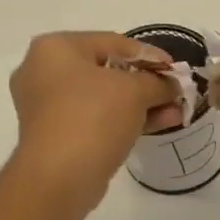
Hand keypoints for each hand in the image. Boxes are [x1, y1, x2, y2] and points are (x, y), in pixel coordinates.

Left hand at [8, 33, 178, 206]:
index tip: (176, 69)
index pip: (113, 42)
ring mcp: (46, 105)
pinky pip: (95, 118)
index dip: (150, 54)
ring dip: (141, 104)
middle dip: (147, 83)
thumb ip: (158, 82)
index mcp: (55, 48)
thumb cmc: (93, 117)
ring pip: (104, 98)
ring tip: (175, 112)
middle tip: (174, 92)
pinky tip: (158, 125)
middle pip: (107, 70)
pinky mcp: (55, 134)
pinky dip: (124, 120)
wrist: (59, 177)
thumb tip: (172, 85)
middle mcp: (43, 71)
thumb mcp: (135, 91)